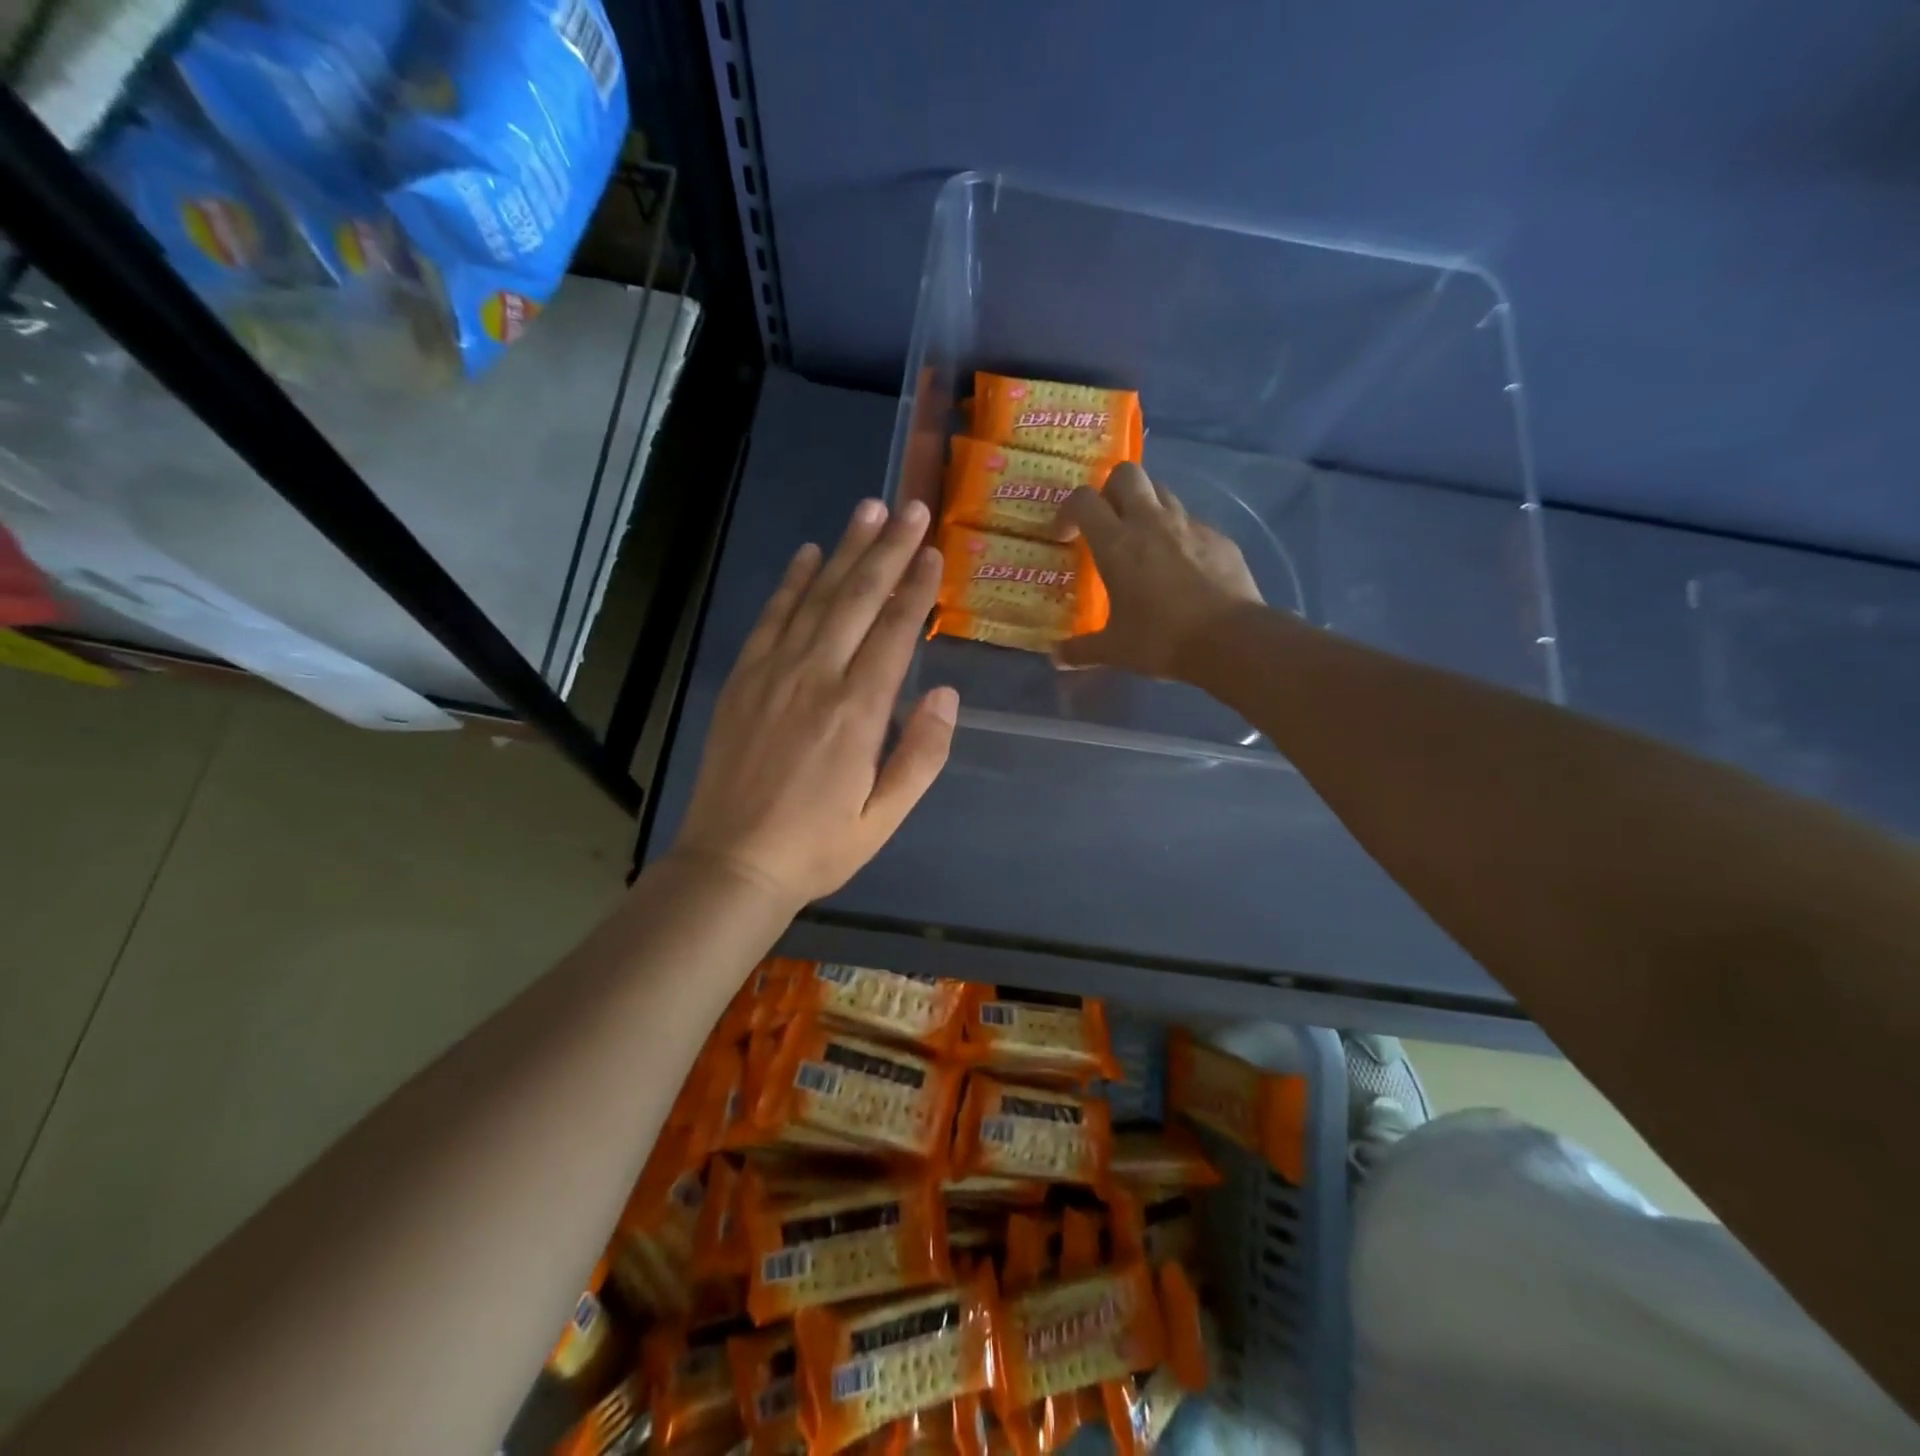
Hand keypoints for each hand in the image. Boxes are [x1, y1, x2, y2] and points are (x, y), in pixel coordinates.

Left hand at [670, 498, 956, 908]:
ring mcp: (774, 673)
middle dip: (888, 550)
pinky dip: (791, 582)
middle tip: (911, 509)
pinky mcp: (744, 679)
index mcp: (858, 712)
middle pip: (858, 599)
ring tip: (869, 510)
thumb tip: (946, 695)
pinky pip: (771, 618)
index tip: (933, 552)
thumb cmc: (818, 846)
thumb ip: (921, 754)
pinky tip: (807, 554)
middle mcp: (817, 677)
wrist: (732, 863)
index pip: (895, 632)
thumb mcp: (885, 816)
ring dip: (845, 551)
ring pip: (816, 597)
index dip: (917, 588)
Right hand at [1052, 462, 1263, 678]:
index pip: (1083, 500)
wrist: (1230, 639)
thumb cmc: (1161, 640)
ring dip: (1145, 507)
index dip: (1068, 511)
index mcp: (1117, 543)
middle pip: (1126, 474)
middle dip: (1110, 490)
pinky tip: (1180, 567)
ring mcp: (1189, 526)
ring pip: (1161, 492)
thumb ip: (1081, 650)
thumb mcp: (1114, 650)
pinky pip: (1191, 522)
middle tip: (1106, 523)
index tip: (1065, 536)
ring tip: (1142, 542)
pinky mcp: (1219, 537)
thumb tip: (1055, 658)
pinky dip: (1178, 535)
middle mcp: (1151, 522)